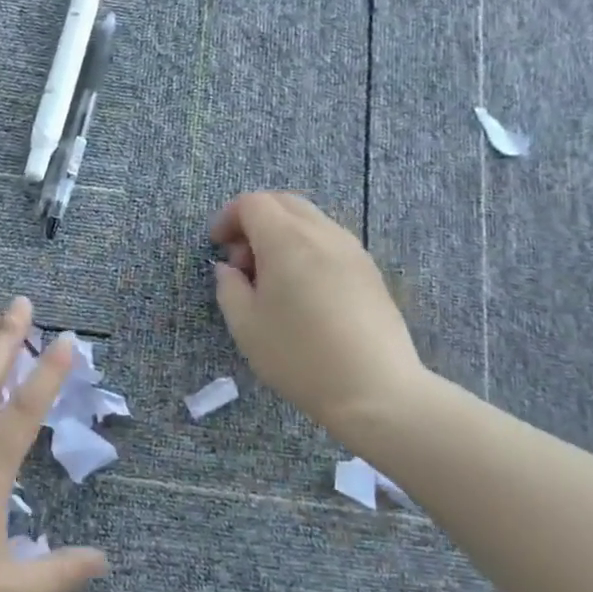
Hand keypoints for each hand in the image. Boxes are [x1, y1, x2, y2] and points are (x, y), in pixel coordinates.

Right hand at [210, 192, 431, 435]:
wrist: (375, 389)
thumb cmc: (299, 357)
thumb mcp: (246, 326)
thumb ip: (229, 288)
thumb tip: (229, 268)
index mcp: (287, 240)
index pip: (252, 203)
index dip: (228, 218)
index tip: (217, 246)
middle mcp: (322, 233)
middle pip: (283, 202)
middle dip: (255, 220)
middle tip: (242, 261)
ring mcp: (352, 249)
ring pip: (310, 220)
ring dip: (282, 234)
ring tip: (272, 280)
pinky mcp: (369, 270)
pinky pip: (329, 241)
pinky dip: (306, 248)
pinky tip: (302, 291)